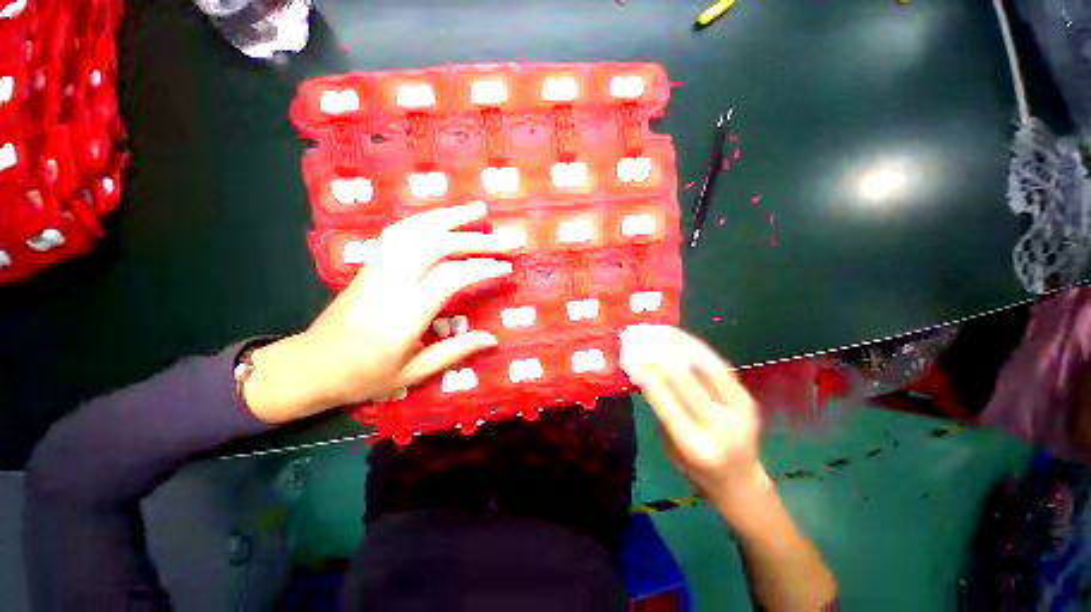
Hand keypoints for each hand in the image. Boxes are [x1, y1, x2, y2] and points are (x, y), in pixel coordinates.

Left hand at [244, 202, 519, 423]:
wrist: (308, 367)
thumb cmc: (362, 378)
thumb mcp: (412, 374)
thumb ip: (454, 352)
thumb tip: (491, 338)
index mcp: (401, 317)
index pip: (448, 278)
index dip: (480, 268)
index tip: (505, 267)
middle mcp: (387, 285)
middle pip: (433, 246)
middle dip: (472, 239)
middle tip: (503, 238)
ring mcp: (374, 270)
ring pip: (413, 231)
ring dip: (448, 217)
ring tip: (477, 210)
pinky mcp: (368, 265)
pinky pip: (397, 233)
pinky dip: (423, 220)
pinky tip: (441, 219)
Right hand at [620, 325, 766, 517]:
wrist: (740, 481)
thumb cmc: (694, 467)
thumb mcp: (668, 444)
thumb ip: (660, 407)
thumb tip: (644, 368)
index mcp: (693, 444)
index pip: (663, 398)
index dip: (644, 371)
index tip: (628, 352)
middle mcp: (719, 426)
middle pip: (683, 378)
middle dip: (657, 352)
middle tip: (639, 335)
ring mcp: (739, 411)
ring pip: (703, 366)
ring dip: (677, 343)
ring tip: (657, 329)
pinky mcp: (748, 399)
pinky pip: (718, 366)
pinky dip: (696, 348)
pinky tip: (679, 336)